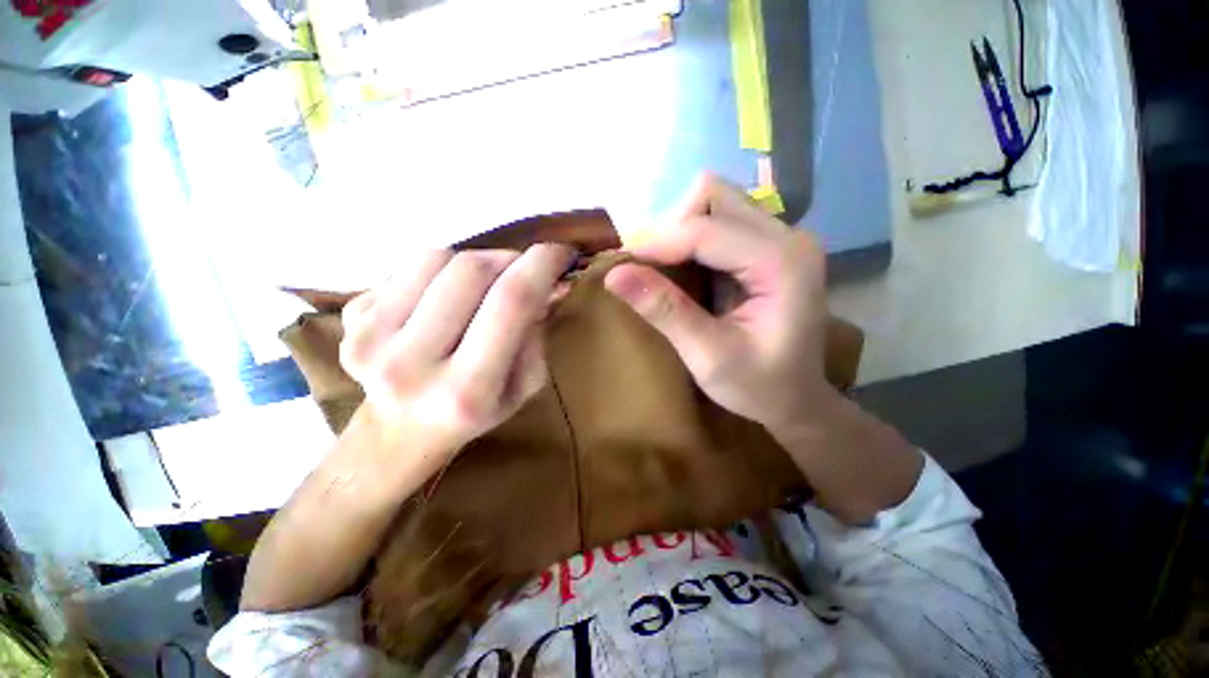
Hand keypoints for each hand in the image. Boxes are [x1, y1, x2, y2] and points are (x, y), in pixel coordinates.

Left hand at [339, 244, 574, 457]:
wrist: (401, 431)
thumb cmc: (477, 410)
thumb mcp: (525, 385)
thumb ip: (538, 333)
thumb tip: (551, 281)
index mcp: (467, 391)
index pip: (511, 302)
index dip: (541, 265)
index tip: (561, 252)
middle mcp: (411, 365)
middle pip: (471, 271)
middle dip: (509, 258)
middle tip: (523, 269)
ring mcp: (369, 339)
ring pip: (437, 258)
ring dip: (474, 262)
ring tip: (483, 287)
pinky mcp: (351, 319)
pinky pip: (409, 266)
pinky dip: (440, 271)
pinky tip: (445, 298)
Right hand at [605, 175, 833, 433]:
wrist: (796, 398)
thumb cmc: (759, 386)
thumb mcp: (707, 356)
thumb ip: (664, 311)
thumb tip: (614, 274)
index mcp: (782, 263)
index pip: (706, 230)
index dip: (657, 243)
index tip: (621, 264)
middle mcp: (788, 237)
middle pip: (714, 197)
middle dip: (671, 229)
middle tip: (650, 269)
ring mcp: (781, 238)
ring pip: (715, 203)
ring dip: (680, 231)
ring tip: (664, 270)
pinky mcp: (768, 247)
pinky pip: (720, 221)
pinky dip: (691, 239)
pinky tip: (684, 270)